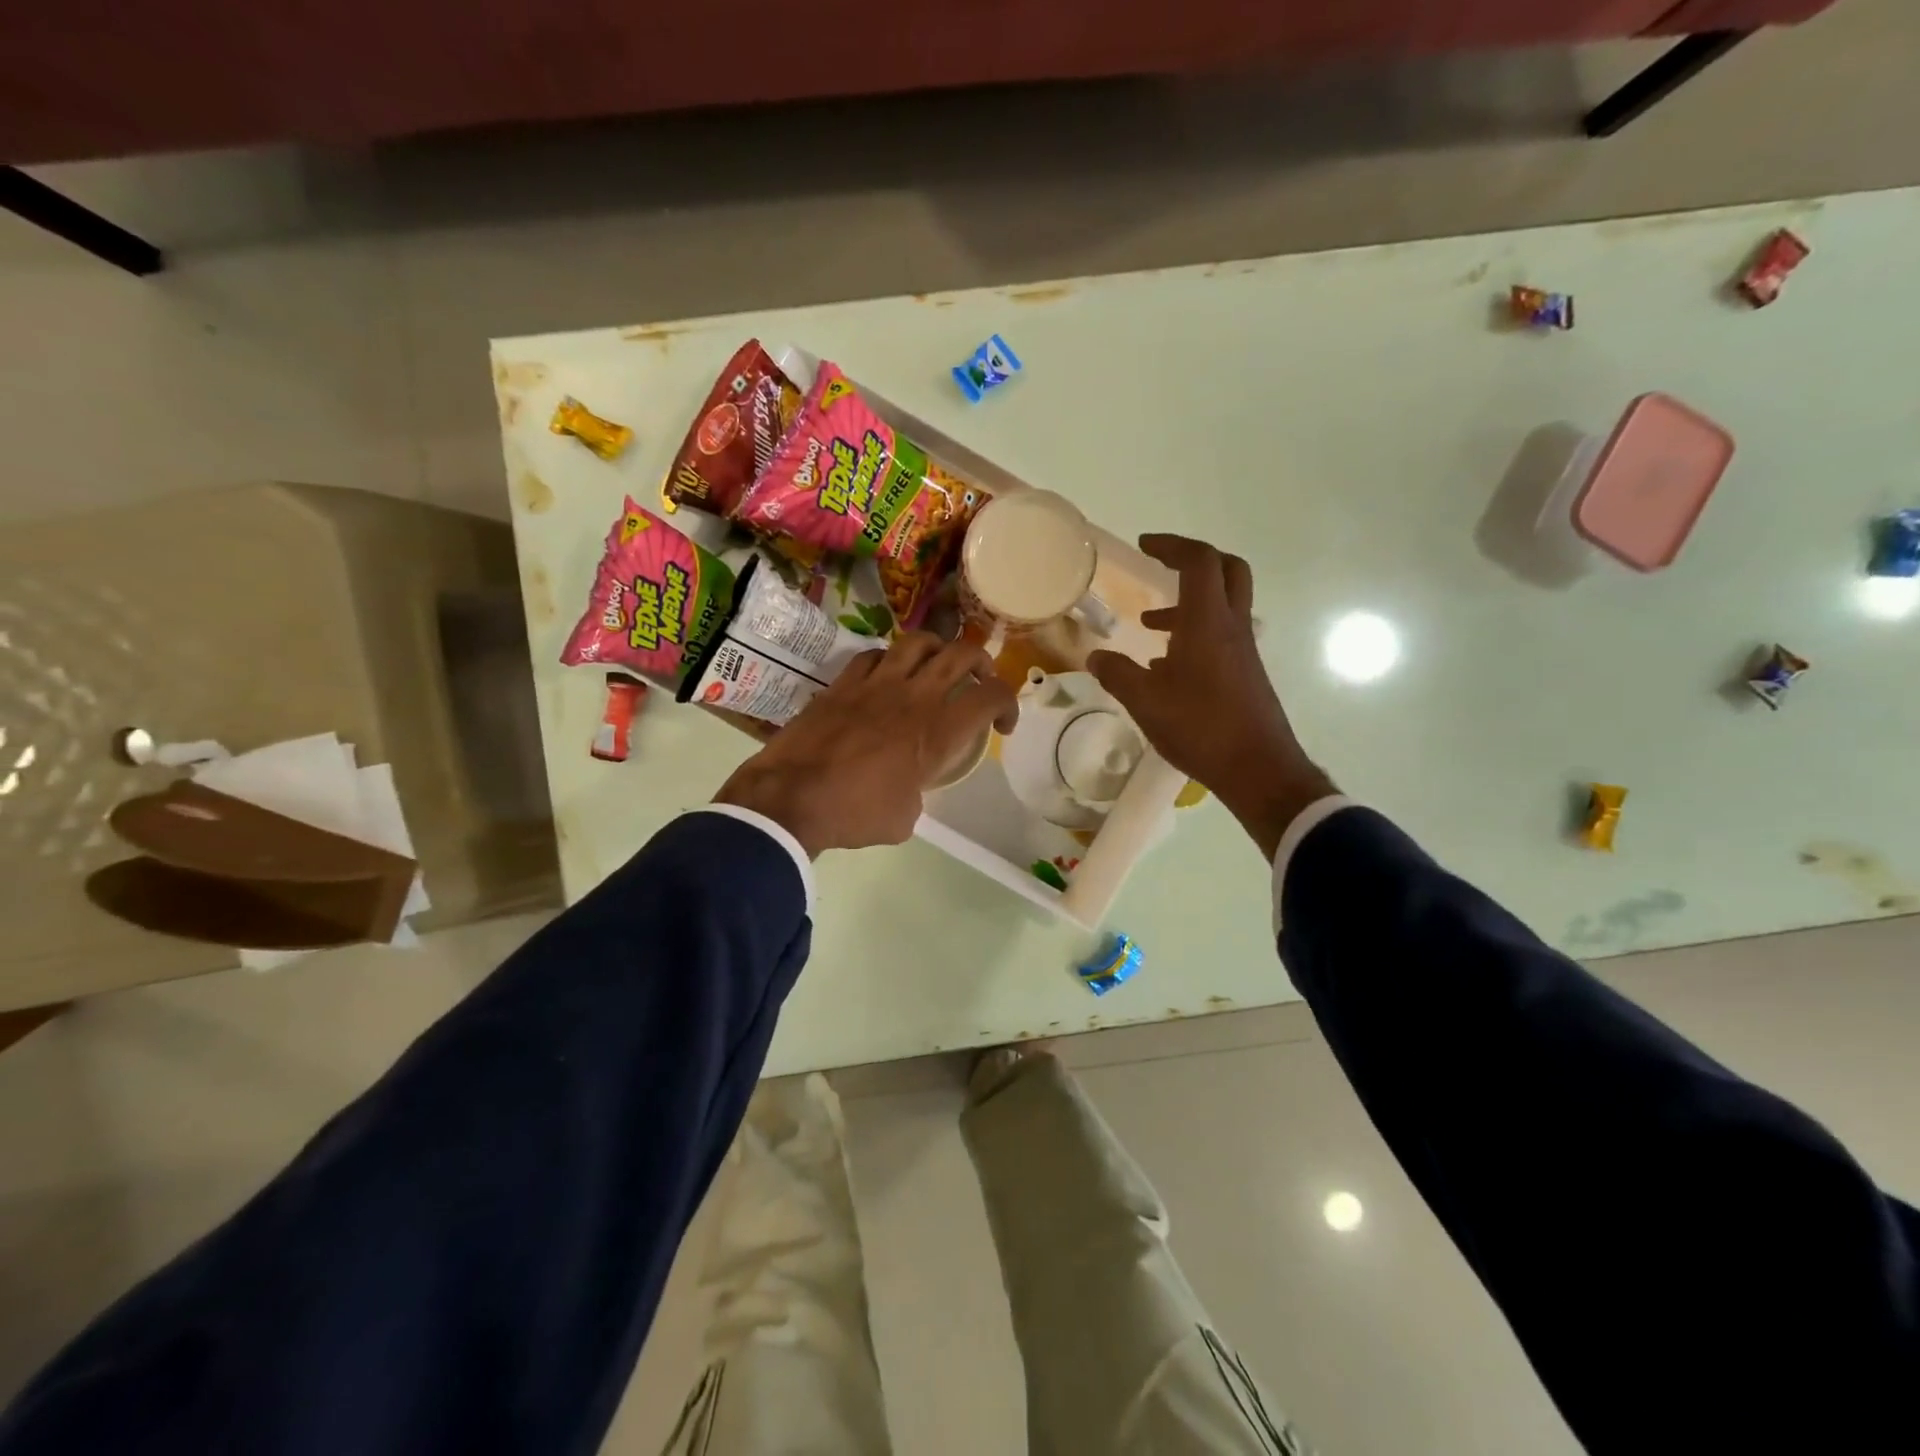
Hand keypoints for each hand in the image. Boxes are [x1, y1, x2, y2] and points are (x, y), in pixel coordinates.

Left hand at [713, 633, 1018, 856]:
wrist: (791, 798)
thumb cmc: (855, 814)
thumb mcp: (905, 818)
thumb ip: (918, 791)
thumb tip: (907, 785)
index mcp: (939, 731)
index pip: (992, 696)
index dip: (1008, 704)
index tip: (1001, 726)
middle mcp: (915, 697)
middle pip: (962, 654)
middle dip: (982, 663)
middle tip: (979, 681)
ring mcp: (876, 683)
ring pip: (919, 642)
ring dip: (937, 649)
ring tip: (936, 666)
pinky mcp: (843, 682)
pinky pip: (874, 655)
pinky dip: (889, 660)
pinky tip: (886, 676)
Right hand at [1087, 534, 1334, 859]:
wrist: (1258, 768)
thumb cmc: (1201, 727)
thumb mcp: (1145, 701)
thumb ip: (1118, 674)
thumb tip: (1096, 658)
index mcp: (1207, 622)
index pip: (1199, 562)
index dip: (1172, 545)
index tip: (1145, 545)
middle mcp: (1231, 626)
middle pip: (1226, 570)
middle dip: (1193, 560)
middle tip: (1162, 566)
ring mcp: (1243, 650)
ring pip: (1223, 606)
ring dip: (1189, 602)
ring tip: (1150, 625)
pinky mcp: (1245, 673)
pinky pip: (1221, 635)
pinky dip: (1195, 633)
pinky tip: (1167, 666)